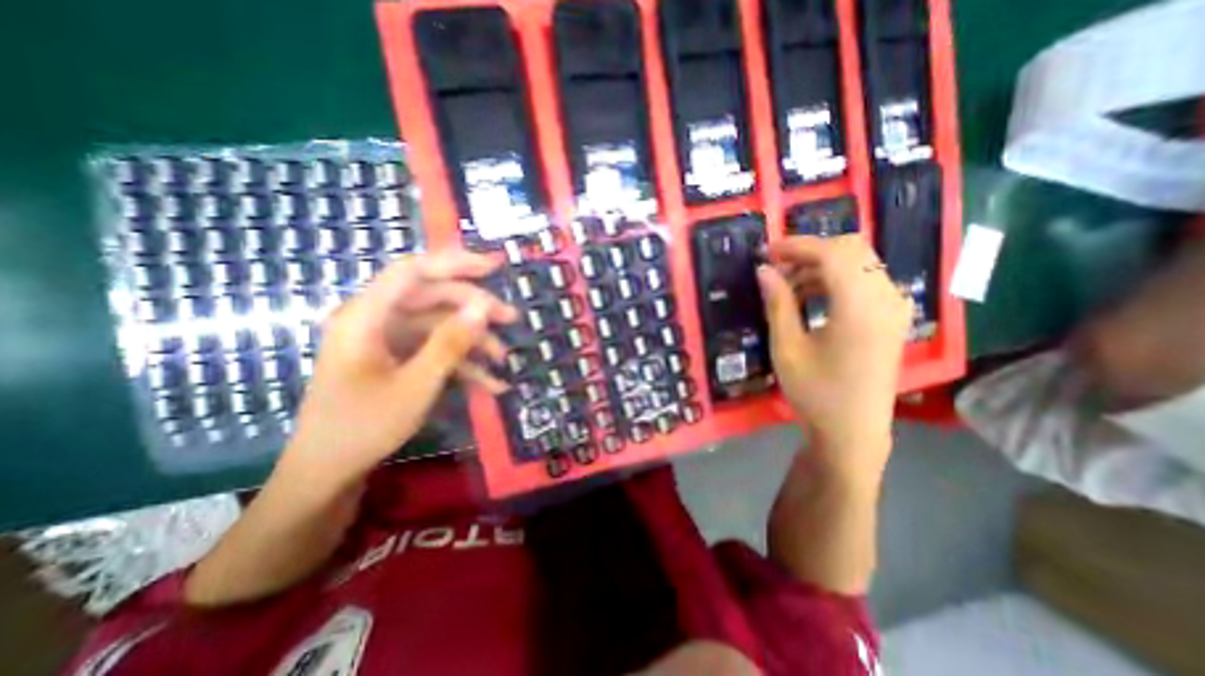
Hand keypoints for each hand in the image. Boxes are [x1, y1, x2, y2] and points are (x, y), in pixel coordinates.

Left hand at [286, 247, 521, 484]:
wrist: (328, 475)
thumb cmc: (364, 428)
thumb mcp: (416, 385)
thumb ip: (450, 342)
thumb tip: (483, 307)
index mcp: (366, 316)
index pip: (413, 271)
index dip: (456, 262)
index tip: (495, 266)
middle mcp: (375, 320)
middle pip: (432, 297)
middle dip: (474, 308)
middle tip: (511, 319)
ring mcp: (386, 341)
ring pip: (438, 325)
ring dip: (473, 340)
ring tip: (504, 359)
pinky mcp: (396, 359)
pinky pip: (433, 350)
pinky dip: (461, 363)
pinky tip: (490, 383)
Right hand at [755, 235, 907, 483]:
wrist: (853, 431)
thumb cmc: (815, 391)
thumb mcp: (787, 347)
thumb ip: (777, 303)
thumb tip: (764, 270)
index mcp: (860, 307)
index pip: (832, 253)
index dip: (796, 246)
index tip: (766, 252)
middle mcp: (886, 299)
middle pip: (852, 249)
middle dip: (810, 251)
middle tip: (776, 267)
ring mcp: (894, 307)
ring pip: (859, 263)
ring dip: (821, 265)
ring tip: (788, 284)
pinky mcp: (892, 317)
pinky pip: (865, 280)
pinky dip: (836, 279)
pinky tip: (811, 297)